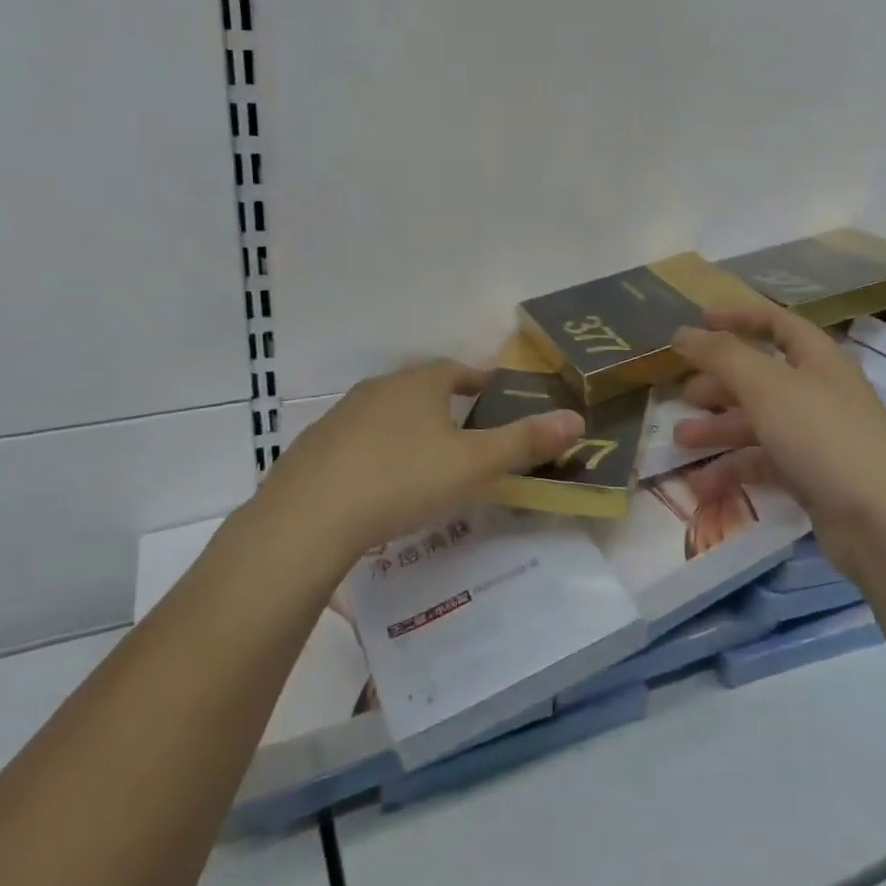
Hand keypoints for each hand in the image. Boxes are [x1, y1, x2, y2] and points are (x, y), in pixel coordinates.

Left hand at [251, 361, 584, 561]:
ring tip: (426, 459)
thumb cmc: (403, 479)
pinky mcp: (316, 448)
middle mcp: (378, 389)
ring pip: (387, 415)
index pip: (456, 370)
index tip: (494, 392)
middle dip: (445, 404)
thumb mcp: (473, 464)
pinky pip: (358, 442)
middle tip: (467, 431)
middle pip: (420, 388)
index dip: (479, 380)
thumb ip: (525, 442)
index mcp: (418, 384)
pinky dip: (377, 453)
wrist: (310, 516)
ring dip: (409, 428)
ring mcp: (341, 417)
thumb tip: (576, 418)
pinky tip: (380, 484)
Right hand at [670, 308, 885, 546]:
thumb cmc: (822, 435)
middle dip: (719, 384)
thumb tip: (683, 332)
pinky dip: (734, 469)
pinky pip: (765, 462)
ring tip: (681, 441)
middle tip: (683, 394)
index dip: (737, 318)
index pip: (776, 324)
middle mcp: (819, 392)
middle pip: (761, 377)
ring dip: (718, 429)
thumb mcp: (765, 385)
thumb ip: (721, 355)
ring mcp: (817, 437)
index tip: (698, 323)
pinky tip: (702, 484)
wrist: (882, 521)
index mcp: (817, 359)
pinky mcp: (812, 477)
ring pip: (758, 423)